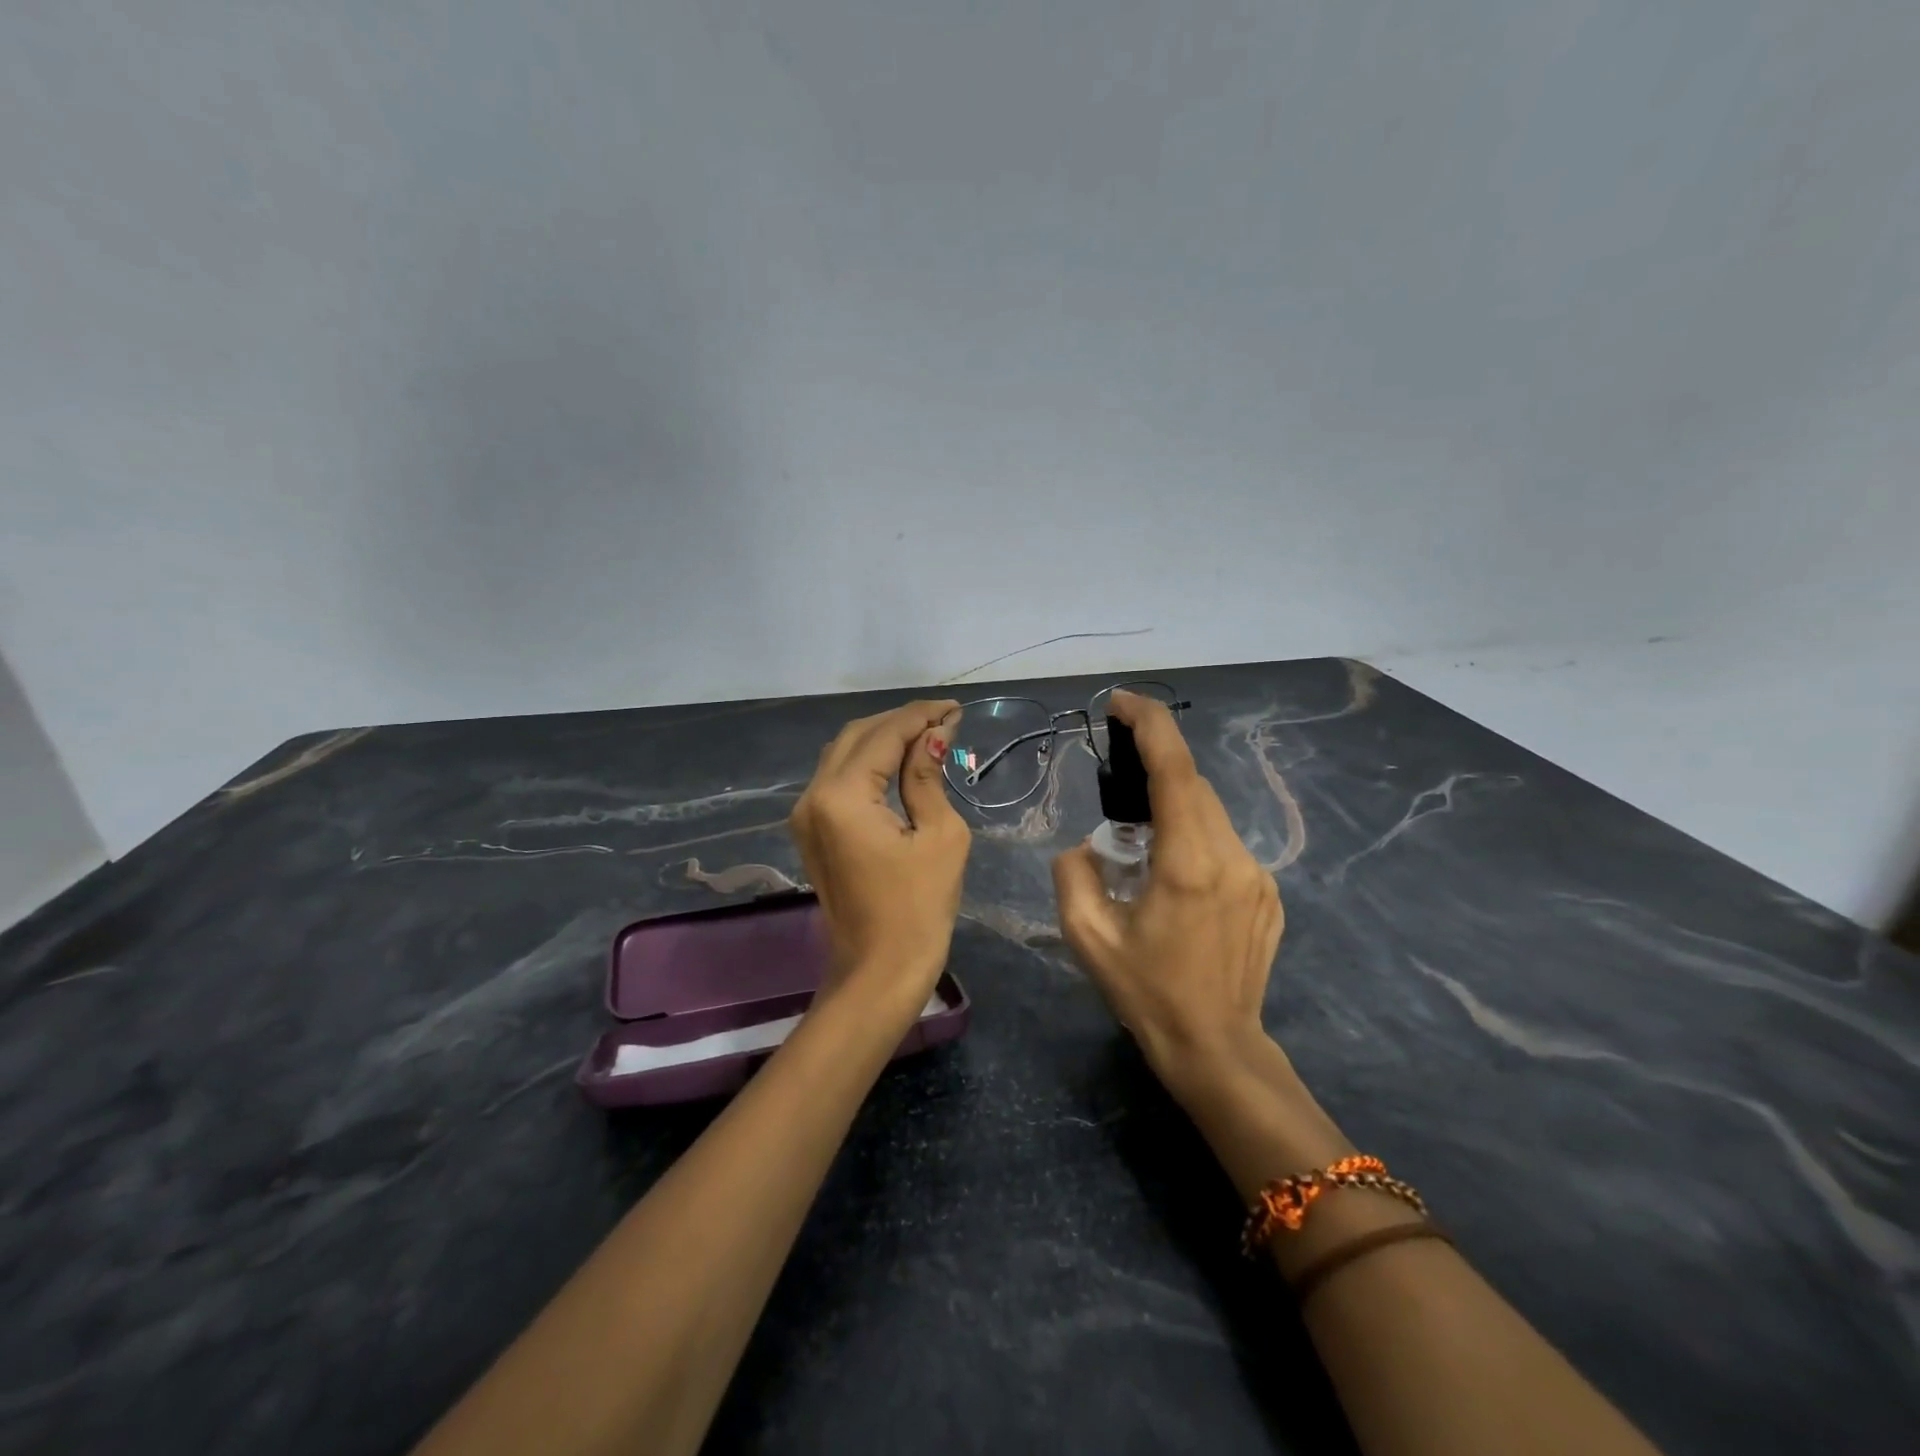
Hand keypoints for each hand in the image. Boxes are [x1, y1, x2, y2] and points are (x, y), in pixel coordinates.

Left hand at [790, 699, 971, 1011]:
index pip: (884, 735)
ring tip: (928, 735)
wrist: (879, 971)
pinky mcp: (811, 830)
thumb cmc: (919, 908)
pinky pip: (838, 780)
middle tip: (944, 720)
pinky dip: (869, 764)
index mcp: (842, 796)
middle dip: (901, 721)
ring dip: (883, 739)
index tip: (955, 709)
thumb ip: (928, 776)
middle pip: (857, 736)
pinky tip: (900, 762)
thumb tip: (934, 736)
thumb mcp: (940, 835)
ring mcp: (806, 814)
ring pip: (844, 754)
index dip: (921, 716)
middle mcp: (813, 796)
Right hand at [1052, 691, 1285, 1100]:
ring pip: (1211, 814)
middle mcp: (1233, 859)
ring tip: (1140, 843)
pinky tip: (1175, 879)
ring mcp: (1259, 876)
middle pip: (1194, 786)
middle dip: (1154, 769)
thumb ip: (1073, 873)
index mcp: (1188, 864)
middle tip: (1116, 786)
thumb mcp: (1087, 937)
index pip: (1175, 770)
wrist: (1217, 1048)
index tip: (1120, 702)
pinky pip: (1225, 844)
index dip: (1149, 724)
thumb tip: (1087, 846)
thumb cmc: (1147, 993)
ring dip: (1174, 808)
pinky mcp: (1269, 893)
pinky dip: (1195, 839)